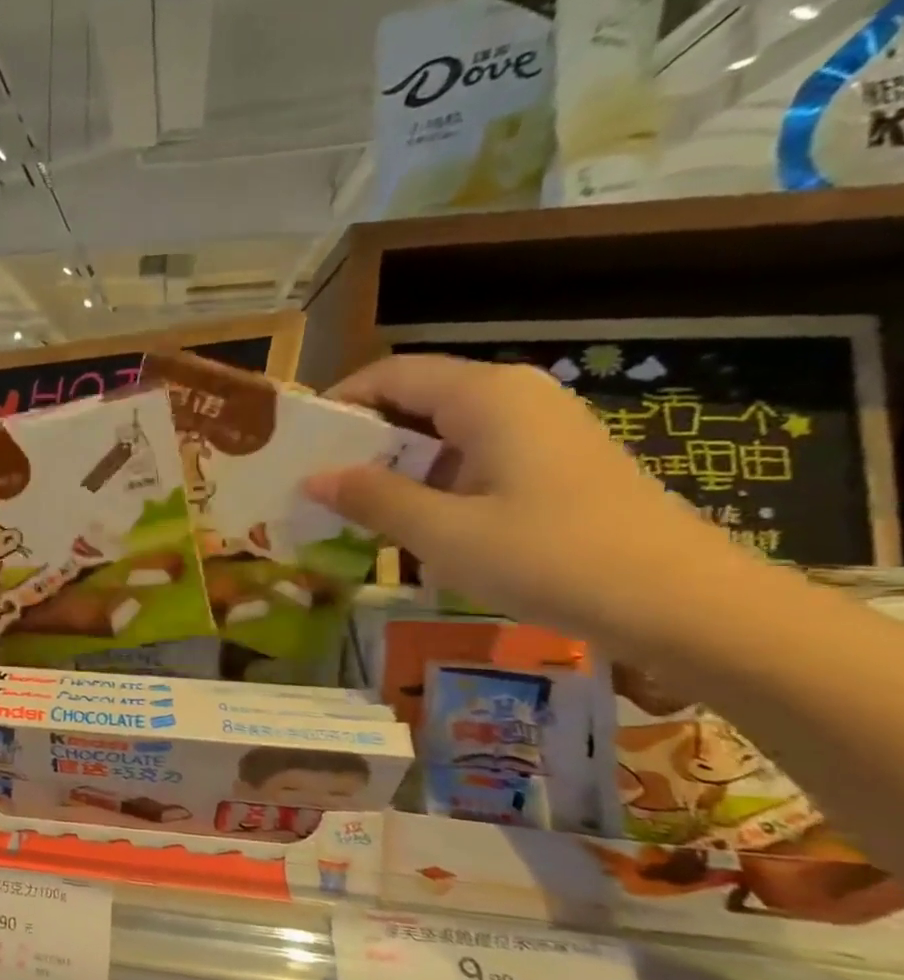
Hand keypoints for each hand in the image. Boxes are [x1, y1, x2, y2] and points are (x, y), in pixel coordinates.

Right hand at [303, 355, 741, 641]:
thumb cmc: (550, 558)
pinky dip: (431, 483)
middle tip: (314, 485)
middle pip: (416, 400)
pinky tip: (411, 526)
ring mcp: (540, 431)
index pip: (390, 375)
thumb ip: (372, 498)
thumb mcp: (443, 533)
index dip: (338, 403)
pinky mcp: (553, 465)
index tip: (296, 445)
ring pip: (443, 433)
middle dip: (361, 440)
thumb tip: (313, 478)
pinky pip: (472, 459)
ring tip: (350, 510)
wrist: (681, 604)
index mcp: (487, 395)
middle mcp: (514, 397)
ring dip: (393, 467)